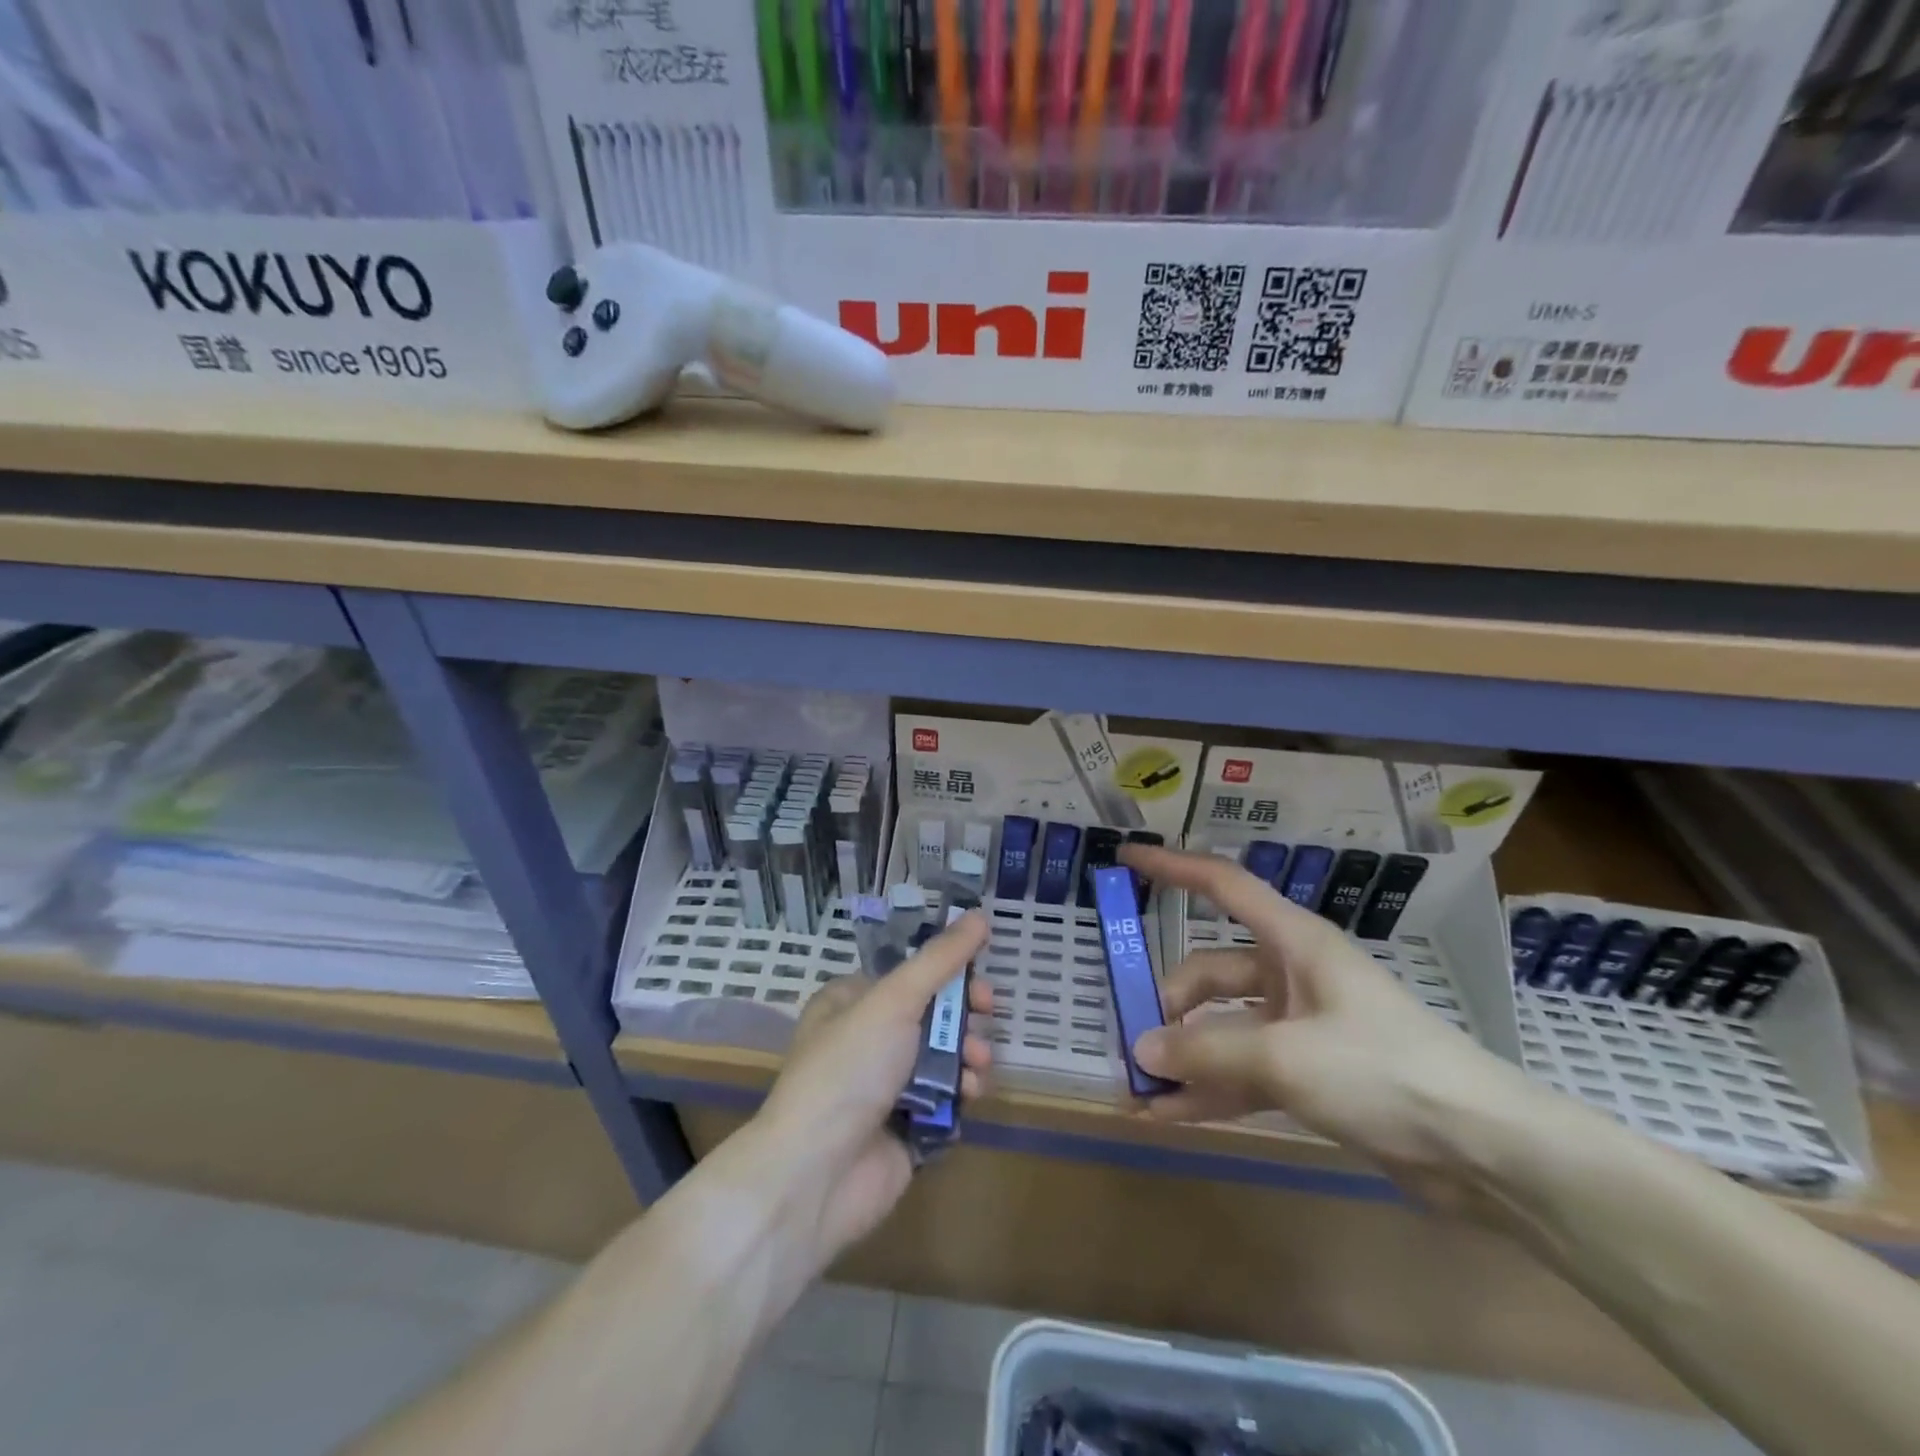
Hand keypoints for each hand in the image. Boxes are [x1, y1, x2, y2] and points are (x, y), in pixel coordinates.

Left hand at [754, 912, 994, 1266]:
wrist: (817, 1173)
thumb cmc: (849, 1069)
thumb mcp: (893, 1000)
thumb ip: (940, 959)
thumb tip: (979, 915)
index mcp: (852, 1002)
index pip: (910, 976)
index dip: (949, 974)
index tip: (980, 979)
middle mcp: (867, 1041)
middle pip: (932, 1016)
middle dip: (964, 1018)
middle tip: (986, 1017)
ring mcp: (886, 1087)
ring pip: (944, 1059)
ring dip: (968, 1057)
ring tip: (975, 1068)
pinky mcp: (905, 1129)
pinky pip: (946, 1101)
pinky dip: (961, 1096)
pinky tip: (967, 1098)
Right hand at [1119, 845, 1535, 1212]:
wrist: (1484, 1152)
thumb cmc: (1383, 1072)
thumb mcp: (1285, 1057)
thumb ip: (1207, 1052)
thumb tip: (1142, 1050)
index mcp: (1294, 942)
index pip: (1223, 885)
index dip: (1173, 867)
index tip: (1127, 856)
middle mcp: (1292, 975)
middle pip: (1211, 972)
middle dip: (1171, 1004)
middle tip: (1134, 1043)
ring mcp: (1300, 1026)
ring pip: (1223, 1028)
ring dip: (1185, 1057)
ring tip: (1138, 1089)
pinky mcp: (1310, 1074)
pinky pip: (1244, 1072)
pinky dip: (1210, 1090)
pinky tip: (1169, 1116)